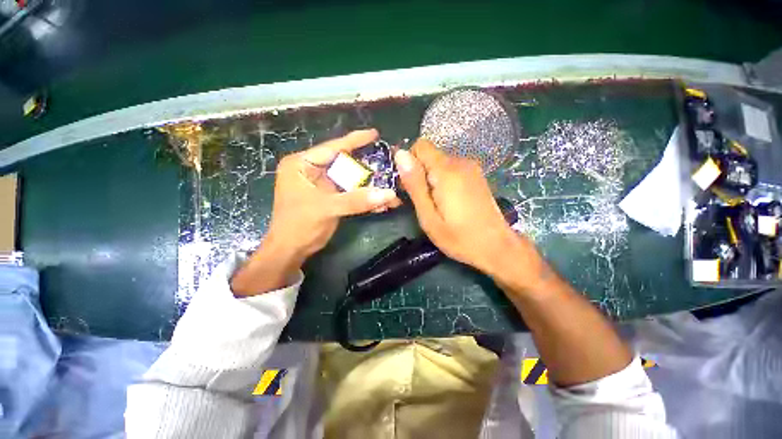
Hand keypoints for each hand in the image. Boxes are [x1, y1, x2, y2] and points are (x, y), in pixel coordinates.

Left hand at [232, 129, 400, 294]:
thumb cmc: (298, 225)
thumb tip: (388, 194)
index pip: (332, 148)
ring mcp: (323, 185)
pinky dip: (364, 198)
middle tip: (387, 165)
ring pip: (351, 181)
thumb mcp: (326, 208)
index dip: (354, 140)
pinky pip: (351, 194)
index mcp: (302, 164)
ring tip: (389, 187)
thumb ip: (357, 200)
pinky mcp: (331, 198)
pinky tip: (380, 203)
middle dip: (367, 169)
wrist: (292, 250)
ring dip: (369, 187)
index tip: (375, 134)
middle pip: (345, 164)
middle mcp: (312, 171)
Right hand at [395, 138, 544, 287]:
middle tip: (421, 201)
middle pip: (429, 155)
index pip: (420, 146)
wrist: (497, 247)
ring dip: (431, 178)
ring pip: (439, 163)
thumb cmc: (458, 237)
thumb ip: (414, 185)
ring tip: (434, 204)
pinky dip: (443, 180)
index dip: (410, 163)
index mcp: (446, 171)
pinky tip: (448, 201)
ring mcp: (471, 168)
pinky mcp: (476, 175)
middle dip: (419, 173)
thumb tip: (400, 154)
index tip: (409, 186)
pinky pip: (451, 169)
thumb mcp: (428, 217)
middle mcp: (460, 162)